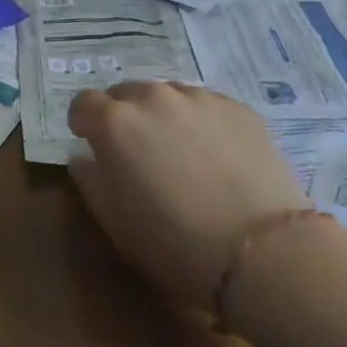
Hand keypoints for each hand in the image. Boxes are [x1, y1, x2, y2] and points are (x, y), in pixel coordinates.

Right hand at [68, 82, 305, 309]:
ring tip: (182, 154)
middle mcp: (153, 97)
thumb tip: (83, 157)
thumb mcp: (116, 224)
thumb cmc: (176, 245)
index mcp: (115, 123)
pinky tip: (218, 157)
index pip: (83, 103)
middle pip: (126, 93)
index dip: (84, 123)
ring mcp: (198, 97)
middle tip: (139, 153)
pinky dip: (202, 122)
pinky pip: (206, 105)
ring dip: (164, 116)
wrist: (264, 252)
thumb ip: (90, 181)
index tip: (91, 144)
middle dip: (124, 117)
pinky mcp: (237, 107)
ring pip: (168, 95)